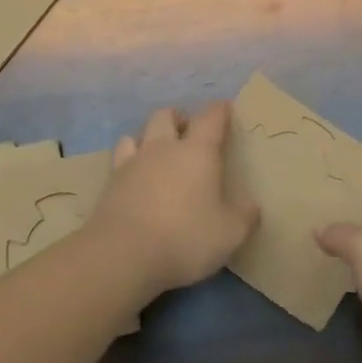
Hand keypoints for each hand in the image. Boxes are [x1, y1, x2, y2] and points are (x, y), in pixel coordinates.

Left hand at [83, 103, 257, 302]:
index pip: (211, 118)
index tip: (226, 108)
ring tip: (157, 153)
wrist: (122, 254)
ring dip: (149, 137)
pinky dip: (129, 161)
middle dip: (179, 118)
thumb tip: (252, 206)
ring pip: (138, 133)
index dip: (220, 111)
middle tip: (188, 132)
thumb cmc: (184, 237)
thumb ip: (244, 216)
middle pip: (166, 116)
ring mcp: (132, 163)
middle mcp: (163, 148)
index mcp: (197, 152)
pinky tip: (134, 176)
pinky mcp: (110, 183)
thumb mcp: (229, 234)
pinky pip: (119, 158)